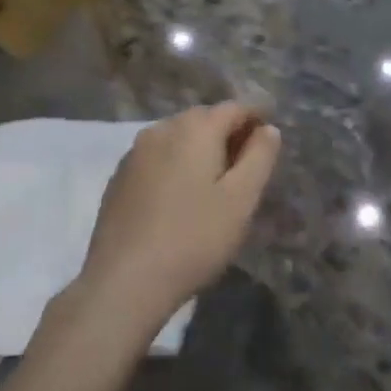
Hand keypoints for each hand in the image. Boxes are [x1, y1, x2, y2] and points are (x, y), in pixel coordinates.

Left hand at [78, 102, 281, 324]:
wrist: (124, 282)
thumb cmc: (194, 238)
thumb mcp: (241, 199)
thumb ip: (260, 157)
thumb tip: (268, 129)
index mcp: (195, 128)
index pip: (235, 108)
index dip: (258, 118)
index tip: (272, 140)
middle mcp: (161, 129)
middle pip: (204, 119)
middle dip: (229, 134)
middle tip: (248, 166)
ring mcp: (135, 153)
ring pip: (178, 138)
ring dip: (201, 150)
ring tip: (216, 184)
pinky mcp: (119, 178)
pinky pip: (158, 158)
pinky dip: (177, 166)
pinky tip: (182, 198)